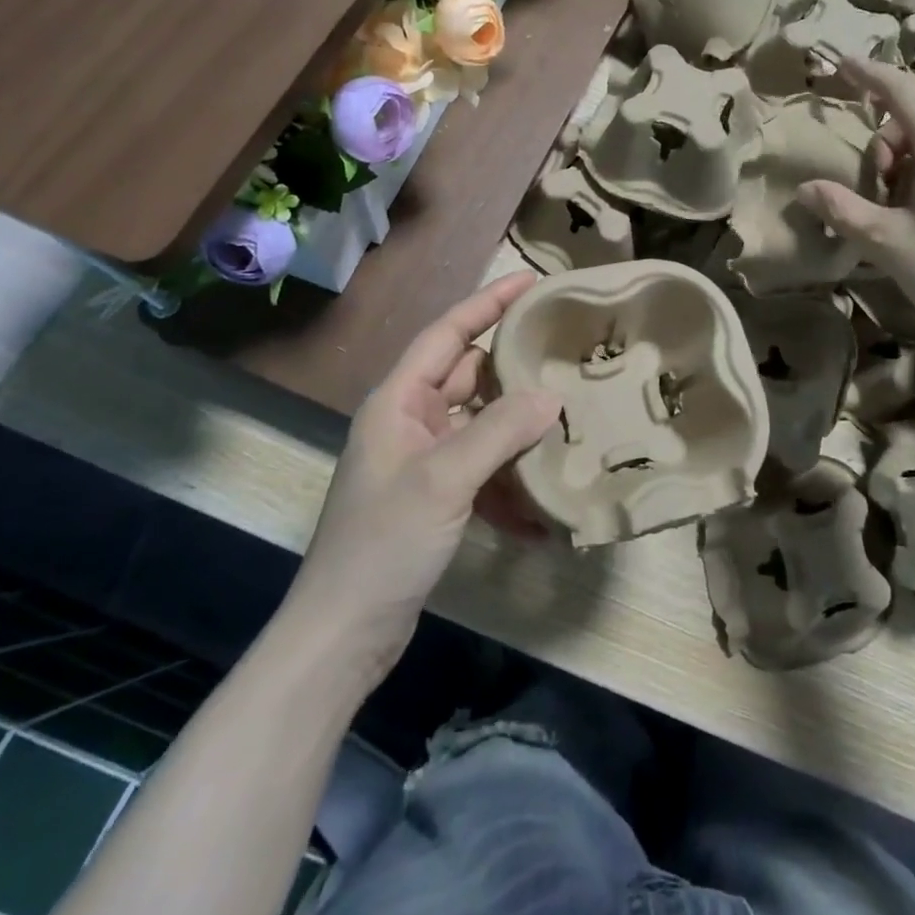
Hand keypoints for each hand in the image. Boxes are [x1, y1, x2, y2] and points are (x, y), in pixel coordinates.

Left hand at [287, 273, 560, 673]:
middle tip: (566, 348)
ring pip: (482, 422)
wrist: (344, 633)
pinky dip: (512, 475)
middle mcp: (411, 421)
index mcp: (399, 401)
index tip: (532, 281)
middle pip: (469, 375)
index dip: (488, 303)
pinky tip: (547, 495)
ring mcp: (424, 460)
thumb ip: (499, 430)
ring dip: (520, 421)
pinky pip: (484, 467)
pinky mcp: (438, 497)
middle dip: (514, 363)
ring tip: (571, 410)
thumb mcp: (444, 479)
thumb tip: (552, 396)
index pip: (448, 334)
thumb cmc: (383, 542)